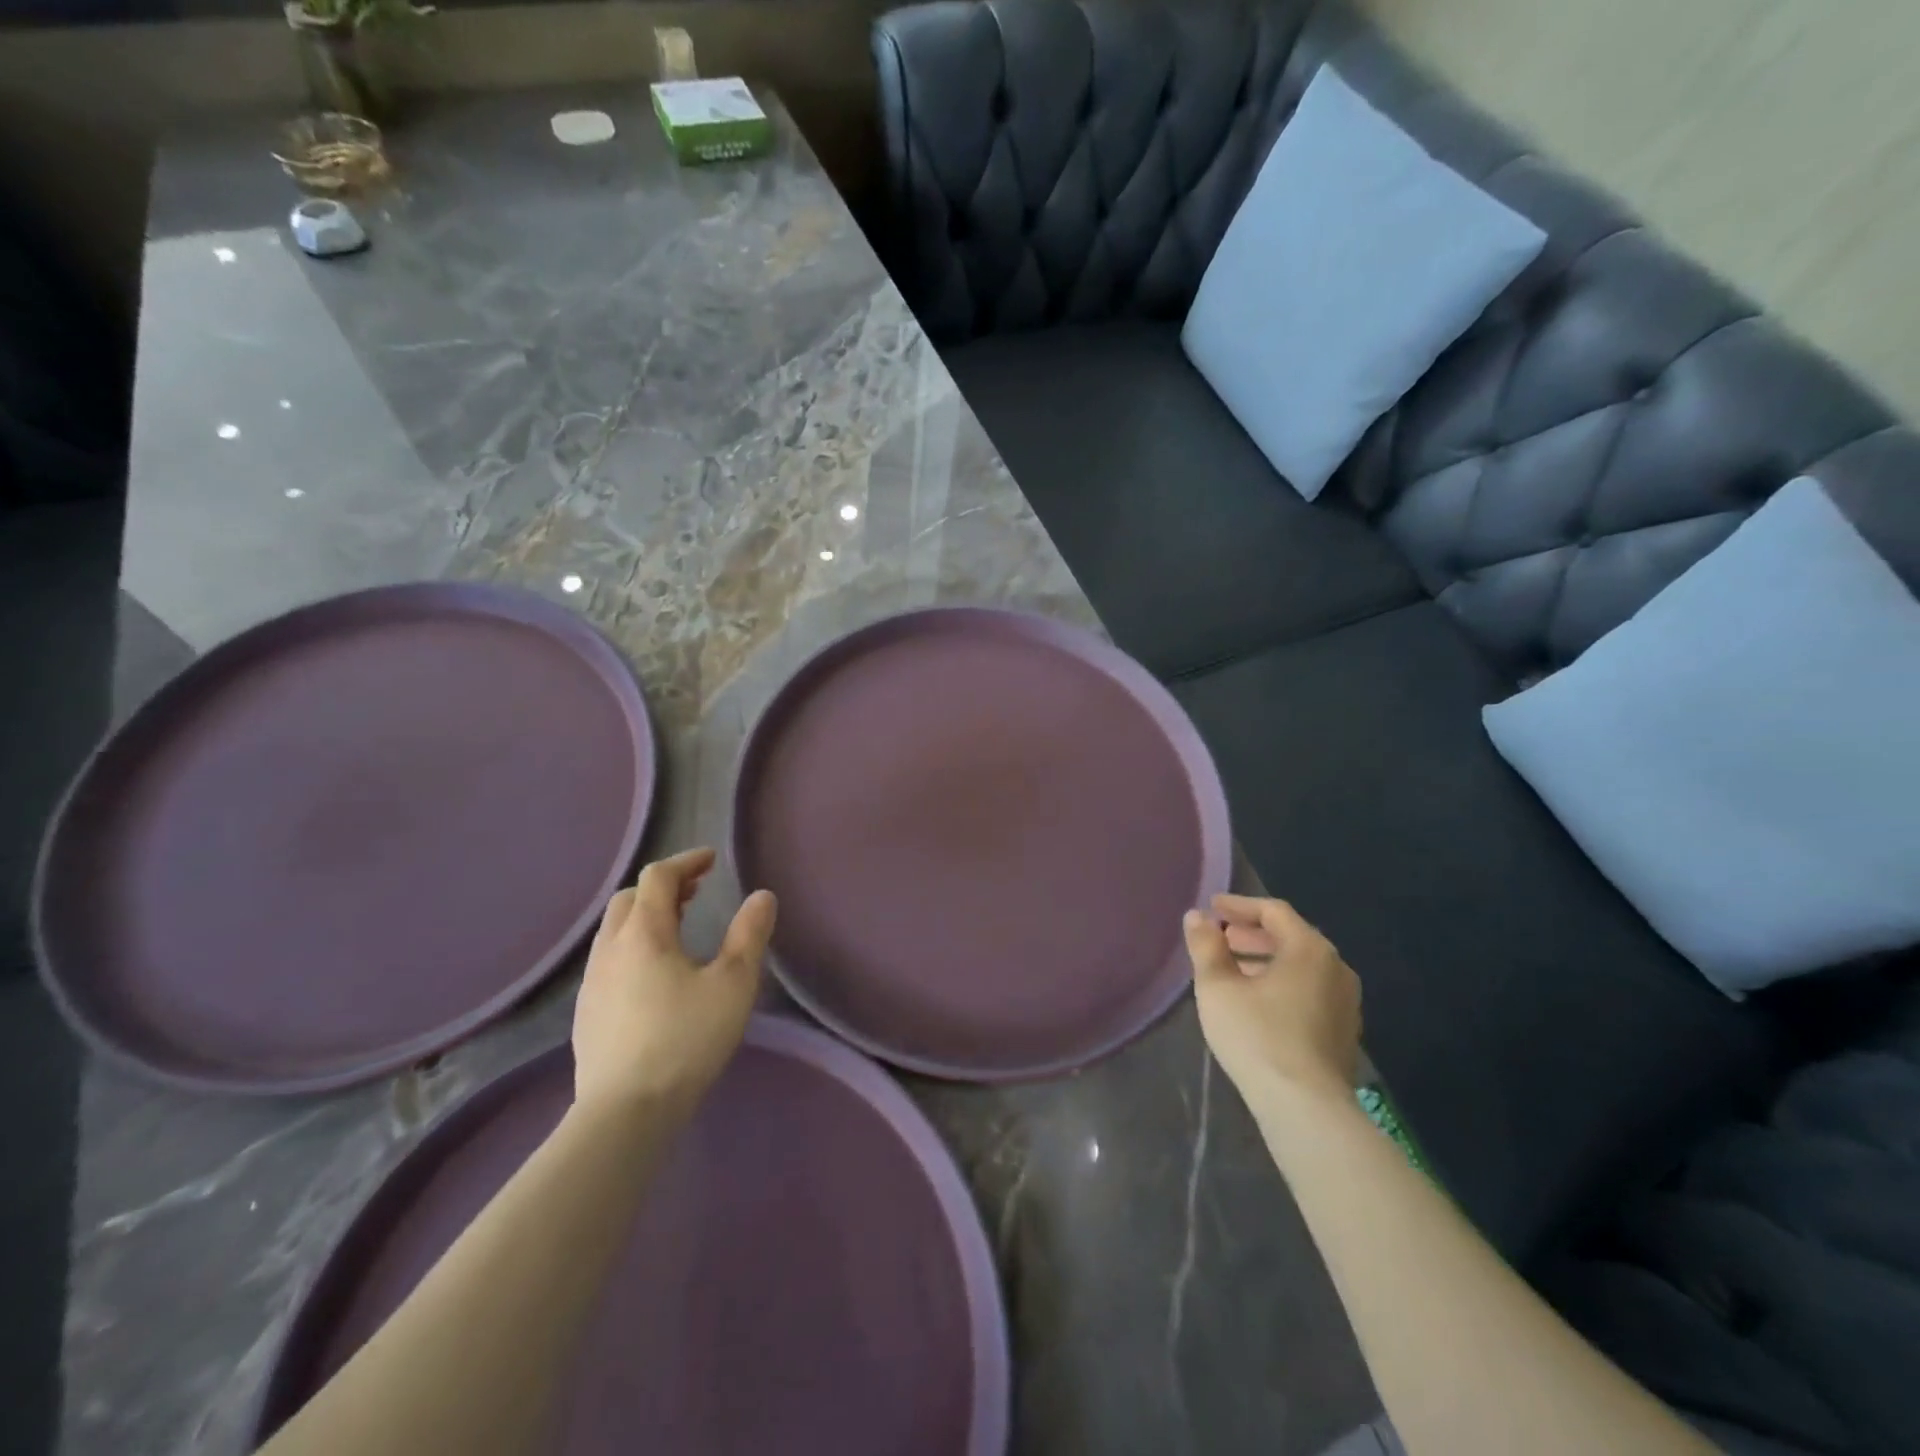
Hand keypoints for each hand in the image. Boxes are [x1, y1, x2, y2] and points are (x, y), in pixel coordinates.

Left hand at [571, 848, 776, 1124]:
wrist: (625, 1113)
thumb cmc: (686, 1039)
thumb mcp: (733, 984)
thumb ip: (749, 935)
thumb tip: (762, 896)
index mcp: (644, 933)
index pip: (658, 877)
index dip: (686, 862)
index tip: (712, 860)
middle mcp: (610, 949)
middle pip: (630, 898)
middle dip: (663, 886)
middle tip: (696, 892)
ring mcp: (592, 982)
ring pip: (615, 930)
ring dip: (645, 915)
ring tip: (678, 928)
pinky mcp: (586, 1012)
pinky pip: (609, 959)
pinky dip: (633, 945)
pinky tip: (654, 975)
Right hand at [1184, 894, 1360, 1104]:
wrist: (1306, 1108)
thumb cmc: (1257, 1036)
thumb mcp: (1218, 987)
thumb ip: (1206, 946)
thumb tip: (1196, 916)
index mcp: (1309, 949)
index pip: (1273, 911)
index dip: (1239, 905)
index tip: (1212, 907)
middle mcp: (1336, 967)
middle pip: (1290, 936)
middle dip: (1252, 933)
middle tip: (1220, 937)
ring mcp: (1345, 1001)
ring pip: (1301, 966)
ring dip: (1266, 959)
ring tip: (1232, 968)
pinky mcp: (1344, 1030)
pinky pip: (1310, 989)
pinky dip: (1282, 982)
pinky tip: (1257, 1000)